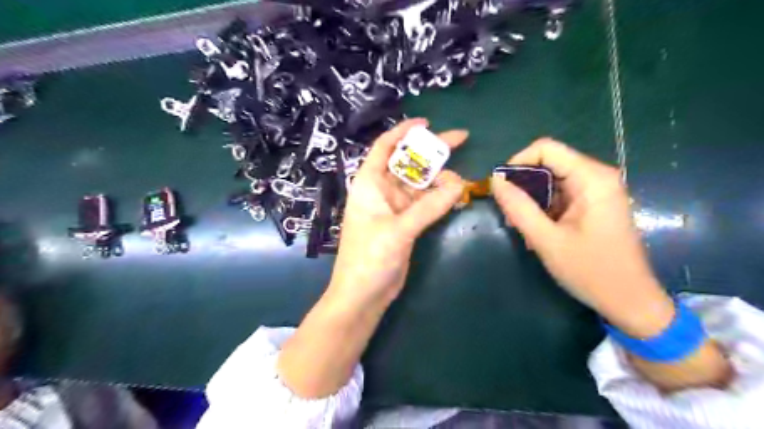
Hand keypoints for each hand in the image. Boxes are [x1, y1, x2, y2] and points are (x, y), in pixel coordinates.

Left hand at [332, 118, 469, 307]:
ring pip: (420, 184)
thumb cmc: (369, 258)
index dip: (403, 131)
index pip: (385, 147)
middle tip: (461, 139)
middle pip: (408, 163)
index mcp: (370, 184)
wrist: (363, 295)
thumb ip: (429, 207)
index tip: (427, 123)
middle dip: (432, 152)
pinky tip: (456, 195)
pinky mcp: (406, 223)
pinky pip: (425, 203)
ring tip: (462, 180)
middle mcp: (381, 191)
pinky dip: (439, 198)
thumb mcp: (399, 230)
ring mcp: (395, 208)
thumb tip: (460, 185)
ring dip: (440, 179)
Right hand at [490, 139, 673, 337]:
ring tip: (523, 230)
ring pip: (550, 182)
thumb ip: (519, 208)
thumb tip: (495, 181)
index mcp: (592, 179)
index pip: (546, 149)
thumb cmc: (591, 271)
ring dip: (531, 202)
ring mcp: (596, 192)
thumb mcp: (547, 240)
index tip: (501, 189)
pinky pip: (559, 196)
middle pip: (547, 165)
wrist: (630, 302)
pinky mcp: (592, 205)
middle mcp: (596, 177)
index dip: (518, 163)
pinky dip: (542, 211)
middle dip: (523, 187)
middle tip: (511, 217)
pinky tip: (537, 233)